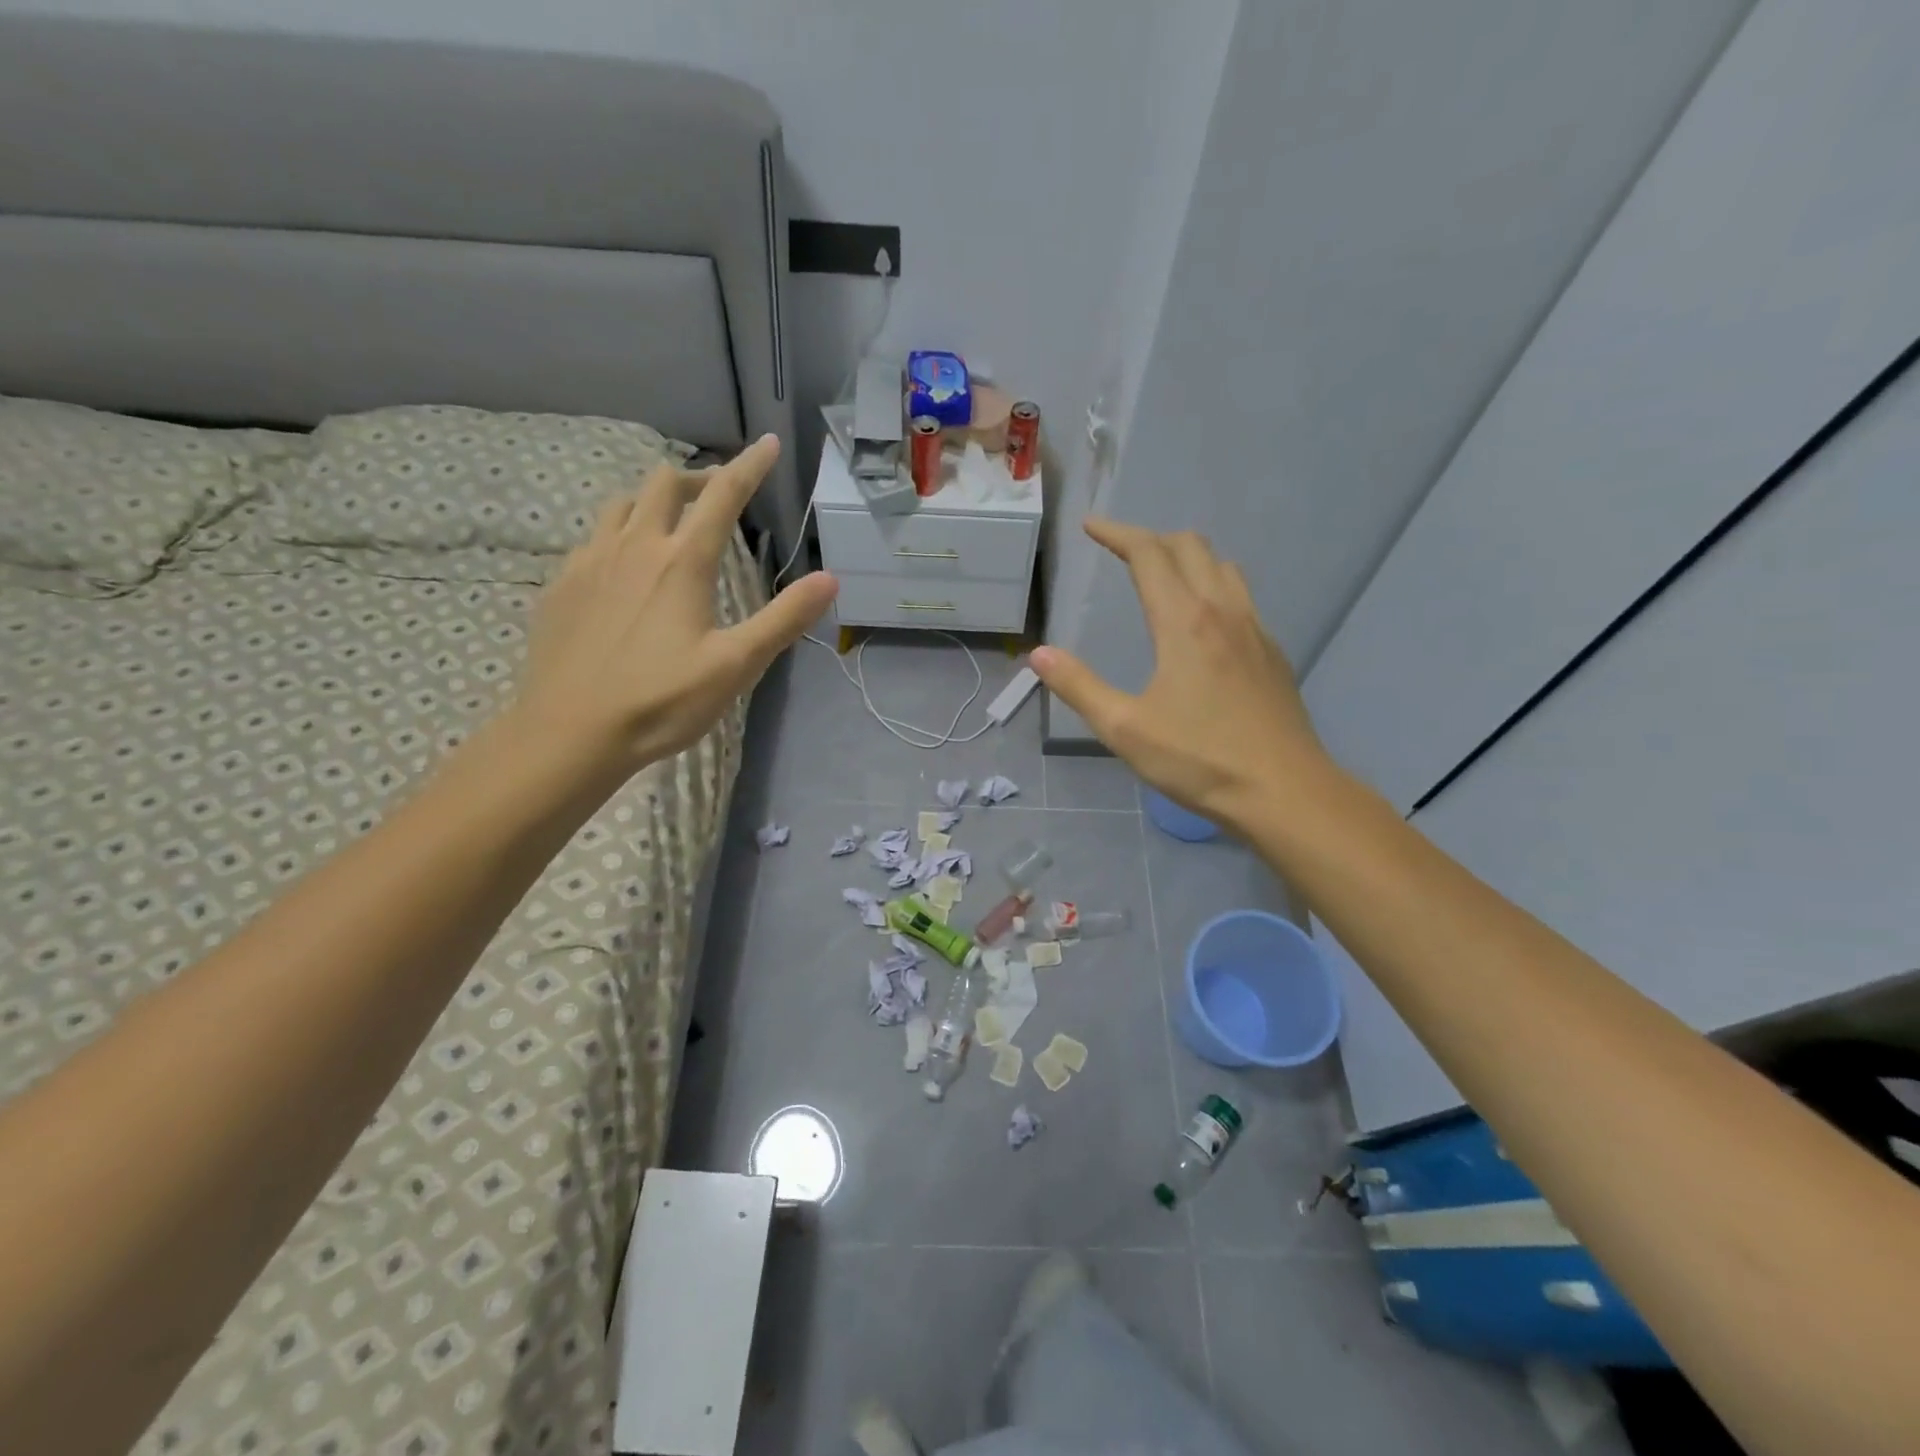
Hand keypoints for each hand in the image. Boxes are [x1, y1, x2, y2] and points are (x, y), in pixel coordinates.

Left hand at [514, 435, 836, 782]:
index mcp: (683, 562)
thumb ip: (784, 618)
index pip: (722, 496)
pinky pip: (592, 539)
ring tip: (669, 523)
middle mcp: (634, 547)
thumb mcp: (737, 665)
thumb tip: (829, 579)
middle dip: (696, 479)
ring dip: (652, 501)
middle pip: (663, 485)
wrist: (570, 732)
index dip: (749, 466)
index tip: (767, 443)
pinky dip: (618, 535)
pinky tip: (622, 568)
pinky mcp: (561, 586)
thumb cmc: (662, 700)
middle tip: (717, 496)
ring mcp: (590, 563)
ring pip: (621, 504)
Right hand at [1031, 518, 1329, 832]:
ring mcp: (1255, 630)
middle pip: (1190, 547)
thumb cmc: (1200, 760)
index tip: (1090, 527)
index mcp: (1184, 622)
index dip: (1117, 533)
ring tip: (1161, 575)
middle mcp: (1224, 612)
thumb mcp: (1125, 729)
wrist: (1285, 793)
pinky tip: (1203, 622)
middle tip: (1121, 552)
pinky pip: (1241, 597)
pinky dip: (1213, 586)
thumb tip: (1040, 654)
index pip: (1149, 555)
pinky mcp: (1272, 654)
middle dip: (1151, 539)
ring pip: (1223, 567)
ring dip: (1188, 557)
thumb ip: (1079, 687)